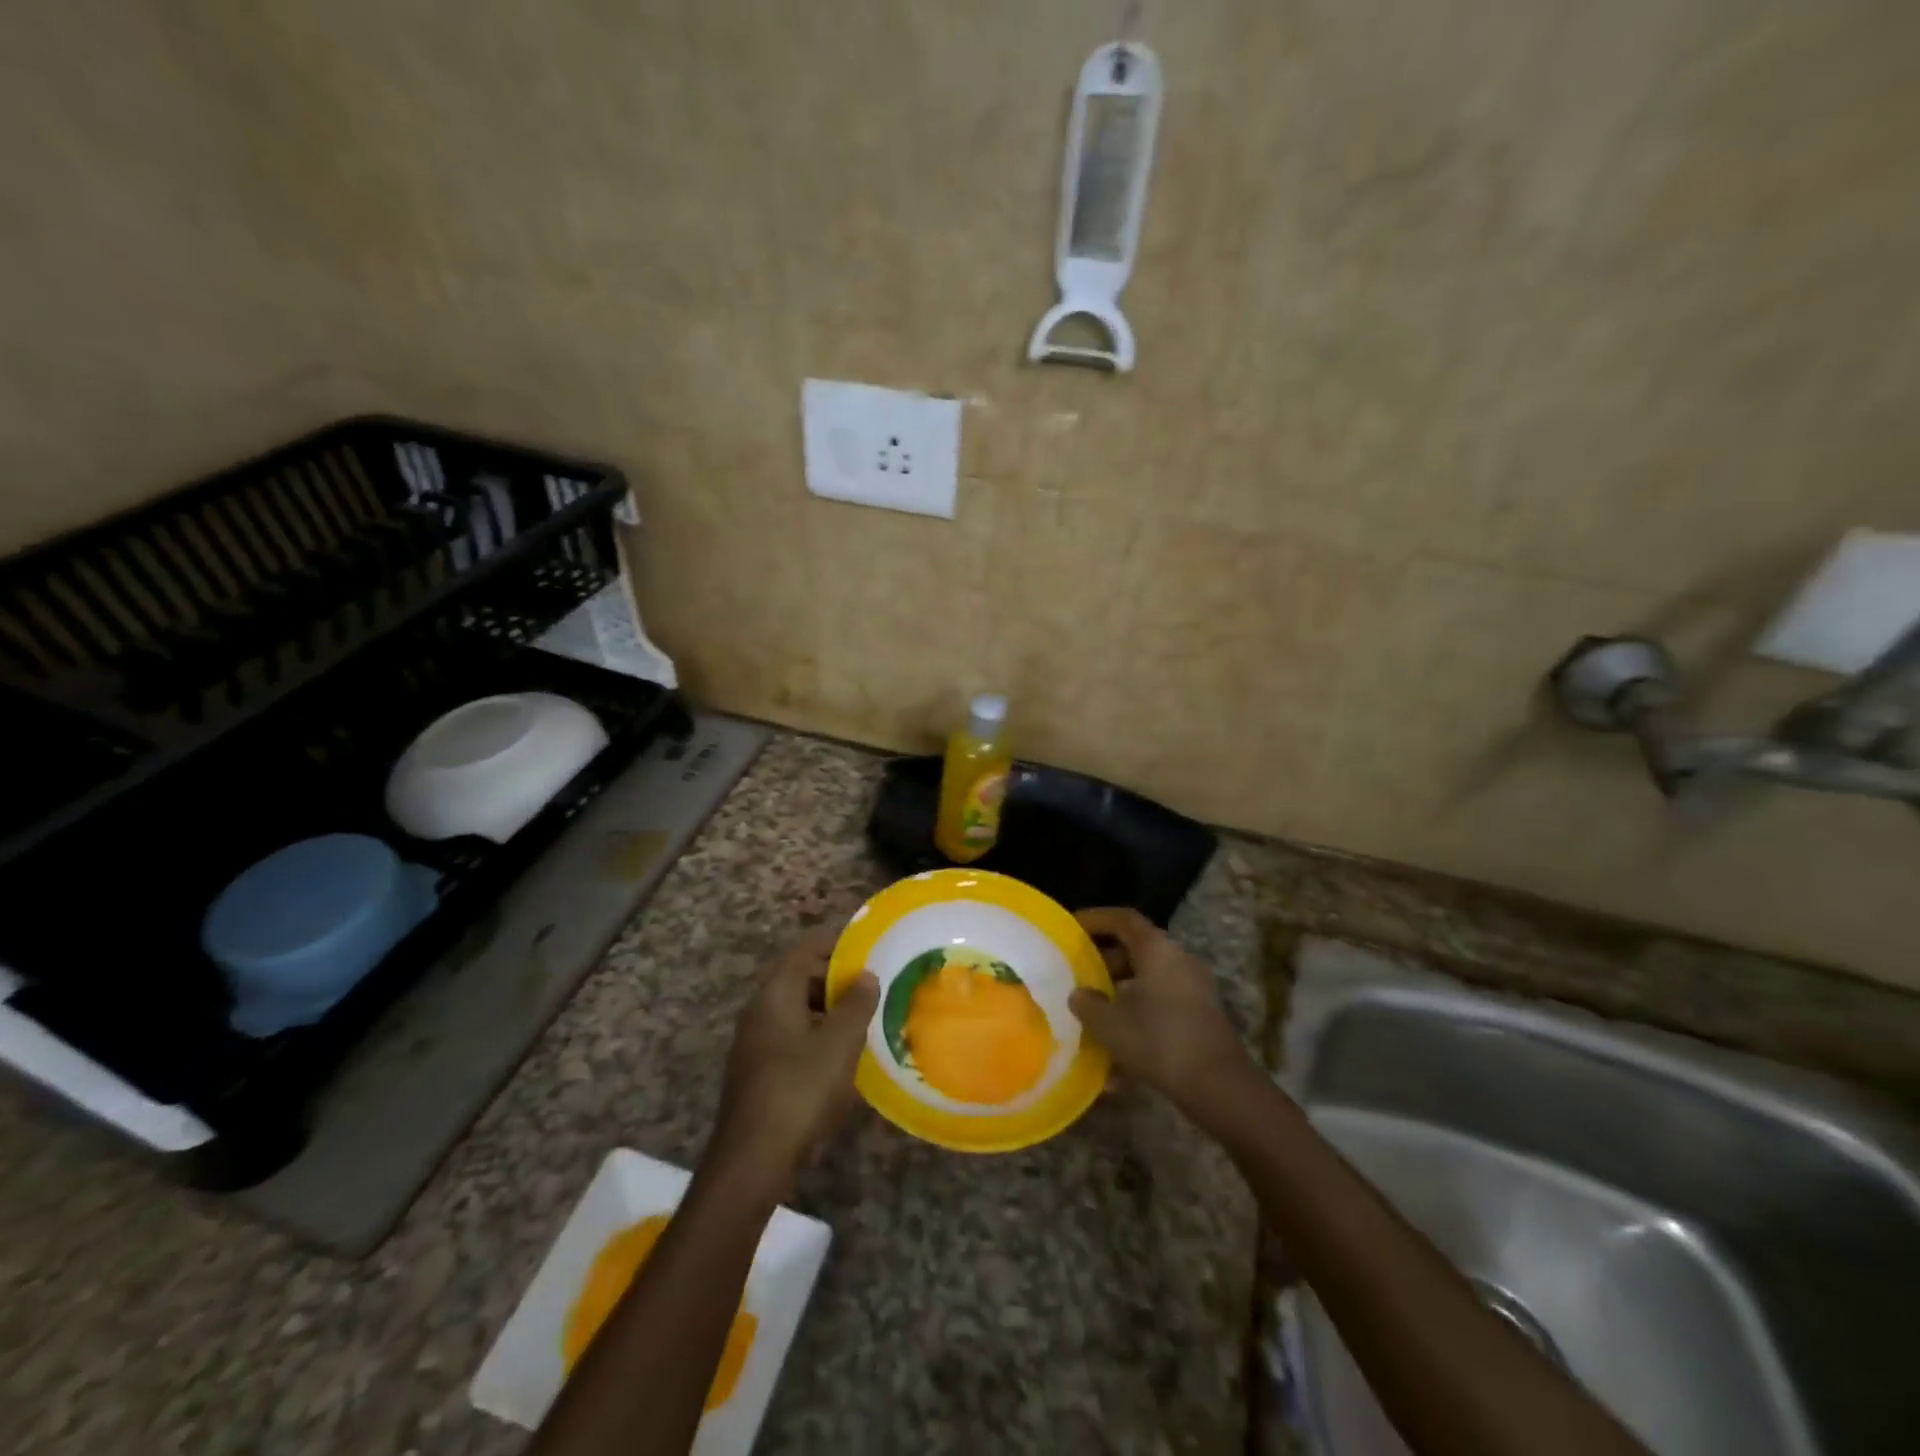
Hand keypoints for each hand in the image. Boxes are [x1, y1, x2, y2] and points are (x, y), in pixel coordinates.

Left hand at [709, 929, 878, 1194]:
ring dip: (827, 1008)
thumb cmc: (799, 1088)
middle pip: (798, 977)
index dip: (835, 942)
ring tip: (863, 1016)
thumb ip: (856, 1004)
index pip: (804, 949)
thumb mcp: (839, 1042)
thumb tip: (866, 975)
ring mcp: (754, 1042)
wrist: (752, 1159)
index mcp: (775, 993)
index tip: (867, 944)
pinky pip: (791, 1035)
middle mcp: (759, 1010)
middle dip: (835, 977)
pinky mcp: (757, 1071)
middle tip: (872, 982)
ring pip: (795, 1009)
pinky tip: (841, 1054)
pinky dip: (816, 1033)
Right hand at [1068, 907, 1253, 1121]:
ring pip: (1148, 983)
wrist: (1219, 1086)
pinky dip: (1138, 1022)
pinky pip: (1161, 1009)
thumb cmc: (1159, 1041)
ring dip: (1120, 996)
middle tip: (1079, 976)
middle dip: (1104, 963)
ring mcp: (1194, 990)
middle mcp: (1179, 961)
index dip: (1095, 919)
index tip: (1072, 927)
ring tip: (1094, 1018)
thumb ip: (1087, 1004)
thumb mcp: (1109, 1024)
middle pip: (1137, 950)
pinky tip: (1117, 1063)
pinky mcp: (1200, 1018)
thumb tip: (1080, 995)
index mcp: (1157, 950)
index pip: (1123, 919)